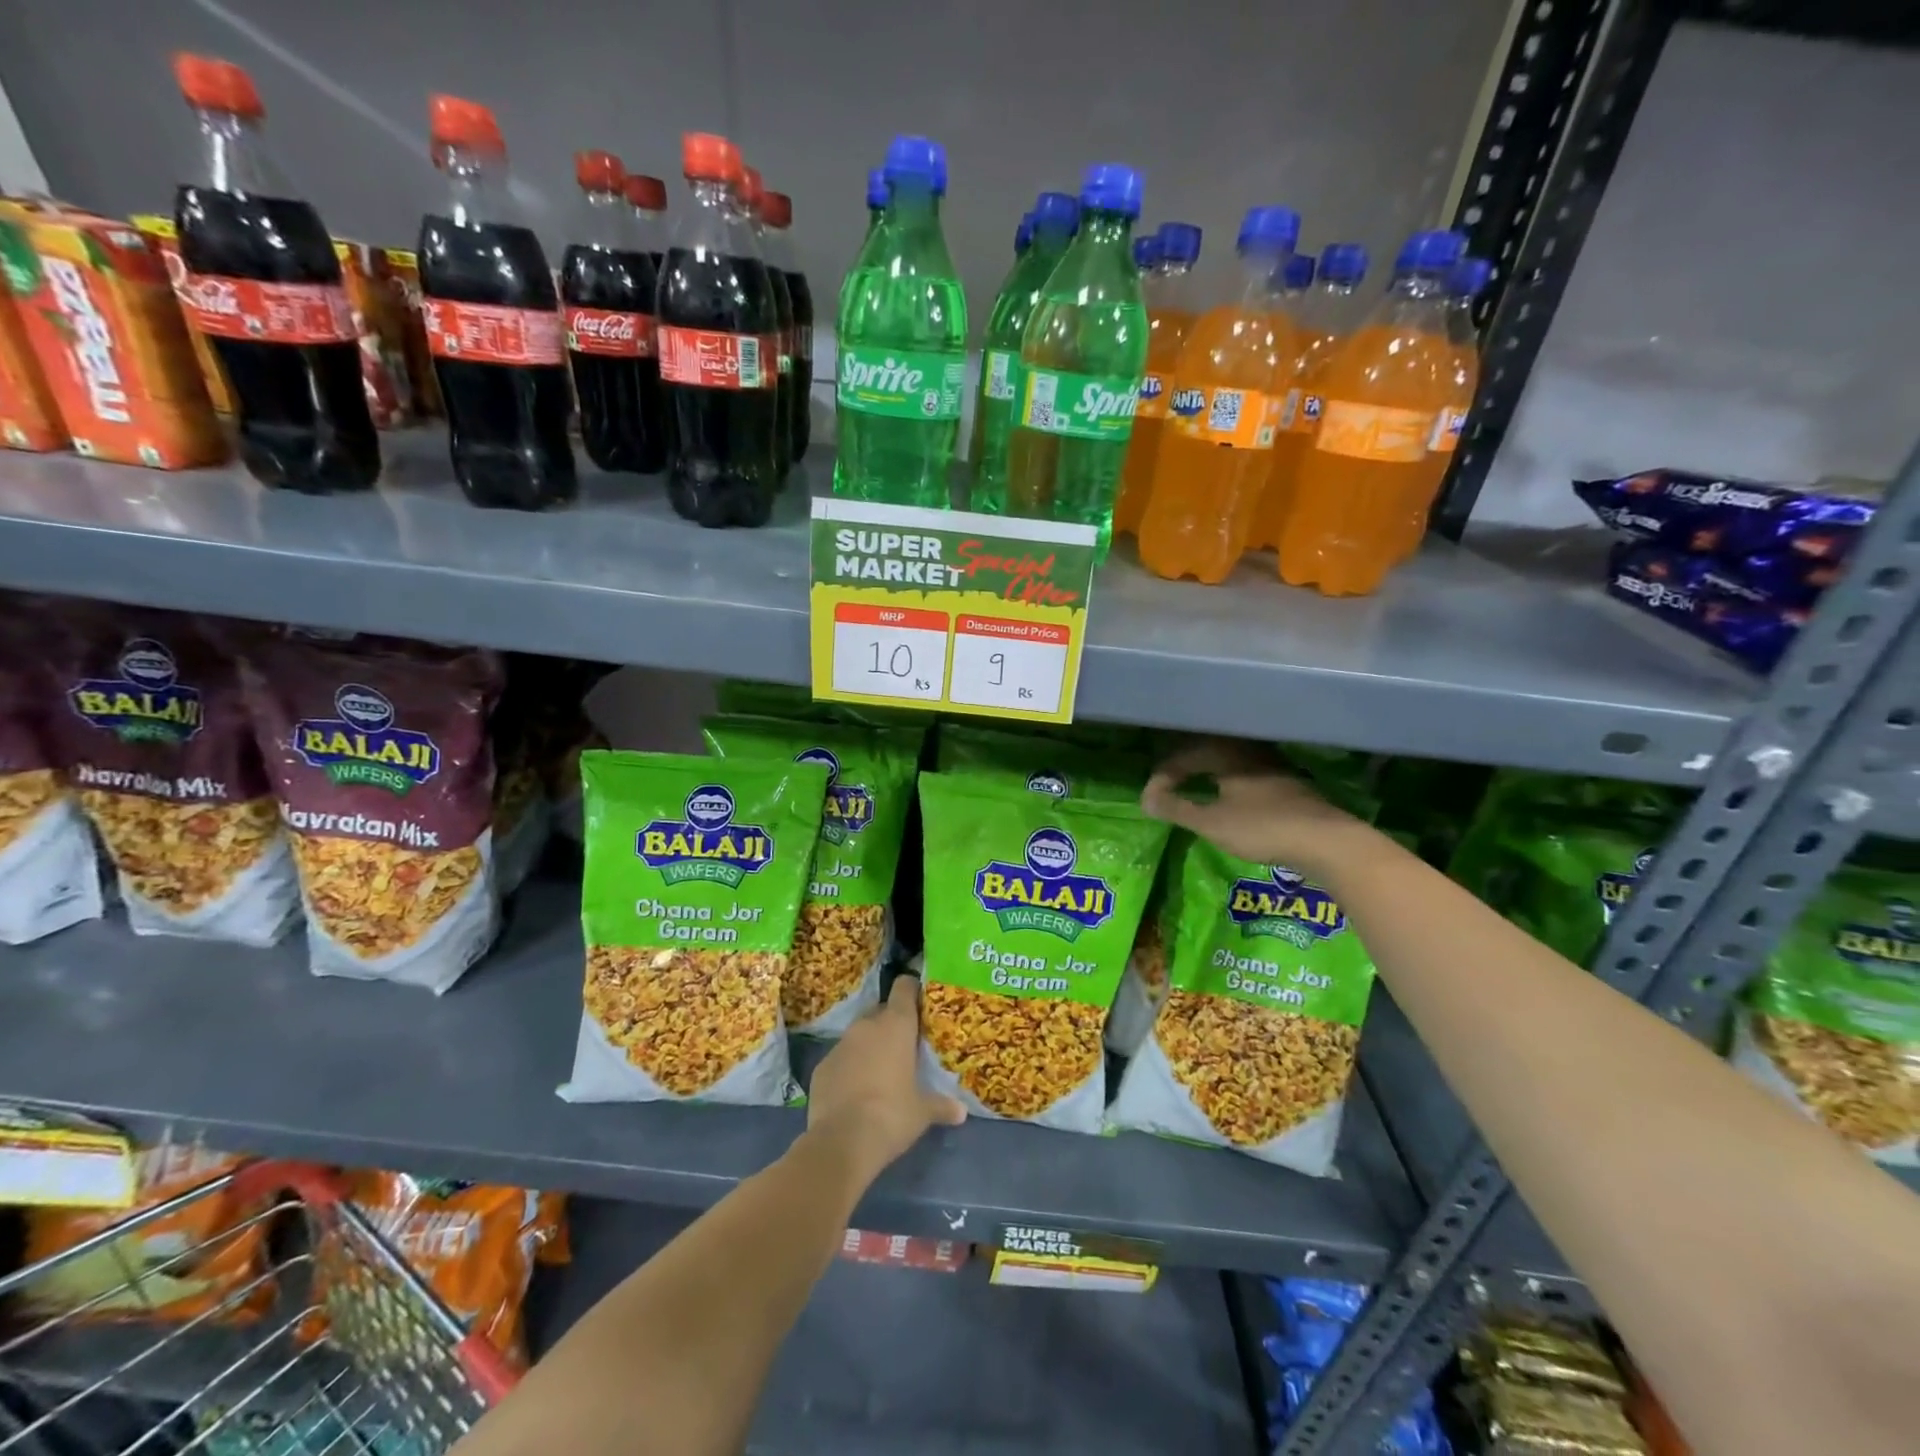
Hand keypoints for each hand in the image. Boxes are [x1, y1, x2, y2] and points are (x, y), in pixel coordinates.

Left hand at [806, 976, 964, 1184]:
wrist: (842, 1141)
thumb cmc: (892, 1115)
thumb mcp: (922, 1112)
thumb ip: (941, 1105)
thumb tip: (961, 1111)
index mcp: (896, 1025)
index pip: (904, 988)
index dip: (911, 989)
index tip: (919, 999)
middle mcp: (867, 1026)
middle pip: (881, 1011)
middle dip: (891, 1024)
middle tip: (904, 1045)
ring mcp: (840, 1044)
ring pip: (859, 1035)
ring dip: (869, 1046)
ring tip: (880, 1071)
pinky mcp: (821, 1066)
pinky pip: (840, 1058)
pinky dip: (849, 1068)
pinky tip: (855, 1091)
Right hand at [1140, 739, 1373, 877]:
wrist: (1327, 842)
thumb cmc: (1262, 828)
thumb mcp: (1212, 822)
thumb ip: (1177, 809)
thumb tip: (1145, 799)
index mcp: (1228, 755)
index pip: (1185, 756)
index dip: (1163, 776)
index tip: (1151, 799)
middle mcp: (1250, 753)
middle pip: (1209, 752)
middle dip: (1184, 767)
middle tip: (1168, 786)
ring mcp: (1273, 768)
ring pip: (1230, 762)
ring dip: (1208, 774)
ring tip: (1194, 791)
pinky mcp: (1288, 786)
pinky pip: (1247, 774)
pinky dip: (1227, 783)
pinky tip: (1229, 801)